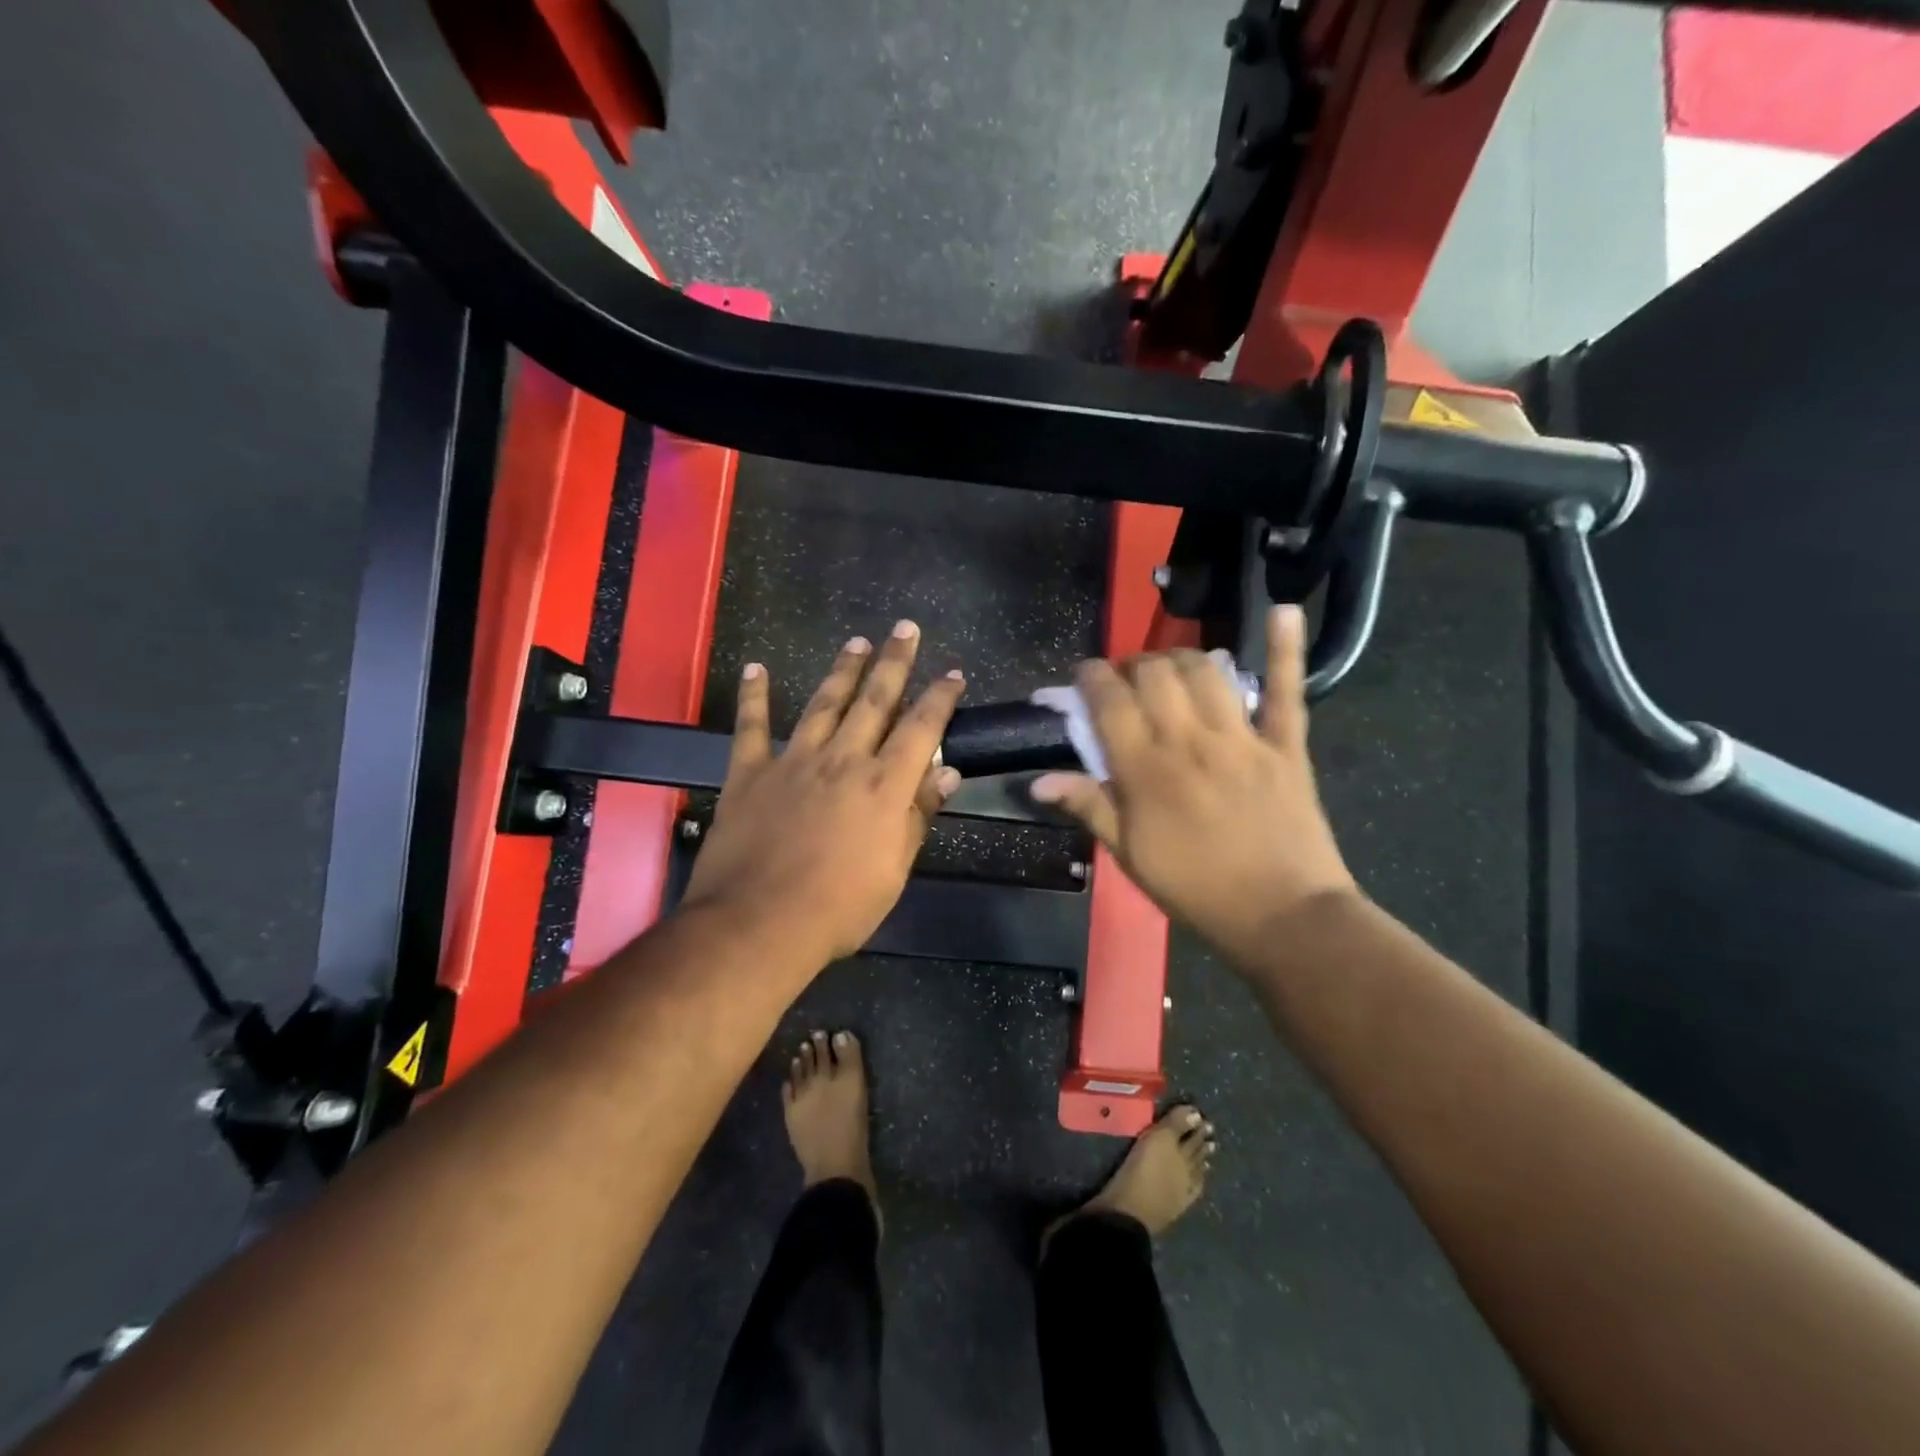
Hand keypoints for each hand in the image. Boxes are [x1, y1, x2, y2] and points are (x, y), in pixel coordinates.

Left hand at [680, 621, 965, 965]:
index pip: (921, 729)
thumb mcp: (893, 870)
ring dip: (841, 670)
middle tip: (904, 629)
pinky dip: (754, 697)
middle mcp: (842, 760)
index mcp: (883, 785)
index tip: (952, 673)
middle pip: (874, 700)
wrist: (757, 924)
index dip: (939, 698)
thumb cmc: (838, 908)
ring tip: (856, 643)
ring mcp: (793, 761)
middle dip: (893, 662)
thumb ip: (917, 815)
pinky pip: (751, 727)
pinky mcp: (749, 774)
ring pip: (822, 703)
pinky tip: (756, 669)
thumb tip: (945, 772)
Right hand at [1030, 604, 1355, 961]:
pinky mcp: (1285, 744)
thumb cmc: (1196, 889)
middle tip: (1127, 682)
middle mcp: (1189, 740)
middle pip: (1154, 674)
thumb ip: (1088, 806)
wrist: (1282, 915)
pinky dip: (1286, 648)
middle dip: (1132, 665)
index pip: (1109, 701)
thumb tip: (1037, 780)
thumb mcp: (1130, 855)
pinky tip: (1284, 611)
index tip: (1085, 675)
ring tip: (1171, 670)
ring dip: (1181, 658)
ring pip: (1206, 670)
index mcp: (1146, 769)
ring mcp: (1241, 737)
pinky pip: (1288, 689)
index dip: (1092, 677)